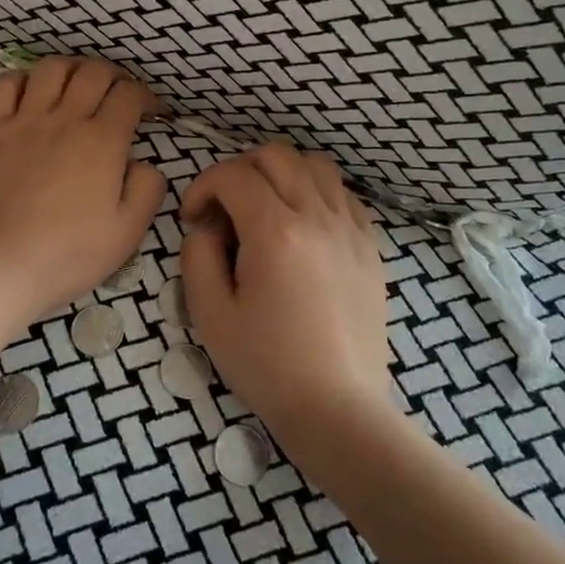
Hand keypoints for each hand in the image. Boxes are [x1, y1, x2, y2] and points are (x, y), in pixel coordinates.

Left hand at [0, 56, 166, 322]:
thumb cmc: (69, 253)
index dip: (146, 97)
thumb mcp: (128, 231)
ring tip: (77, 85)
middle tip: (118, 94)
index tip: (151, 113)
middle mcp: (65, 119)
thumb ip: (148, 189)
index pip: (130, 95)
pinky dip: (20, 80)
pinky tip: (29, 93)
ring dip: (71, 69)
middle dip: (114, 76)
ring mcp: (23, 121)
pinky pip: (3, 86)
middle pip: (94, 72)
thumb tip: (144, 163)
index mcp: (102, 141)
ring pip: (51, 69)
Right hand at [178, 141, 391, 438]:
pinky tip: (302, 227)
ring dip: (282, 174)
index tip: (193, 218)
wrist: (338, 408)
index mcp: (276, 232)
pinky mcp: (371, 246)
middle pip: (276, 155)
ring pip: (315, 165)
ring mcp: (351, 229)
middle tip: (225, 209)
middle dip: (240, 170)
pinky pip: (343, 194)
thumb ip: (197, 255)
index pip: (233, 175)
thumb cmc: (267, 366)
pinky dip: (316, 193)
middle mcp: (317, 217)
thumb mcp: (210, 314)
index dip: (203, 186)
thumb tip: (207, 225)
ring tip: (265, 210)